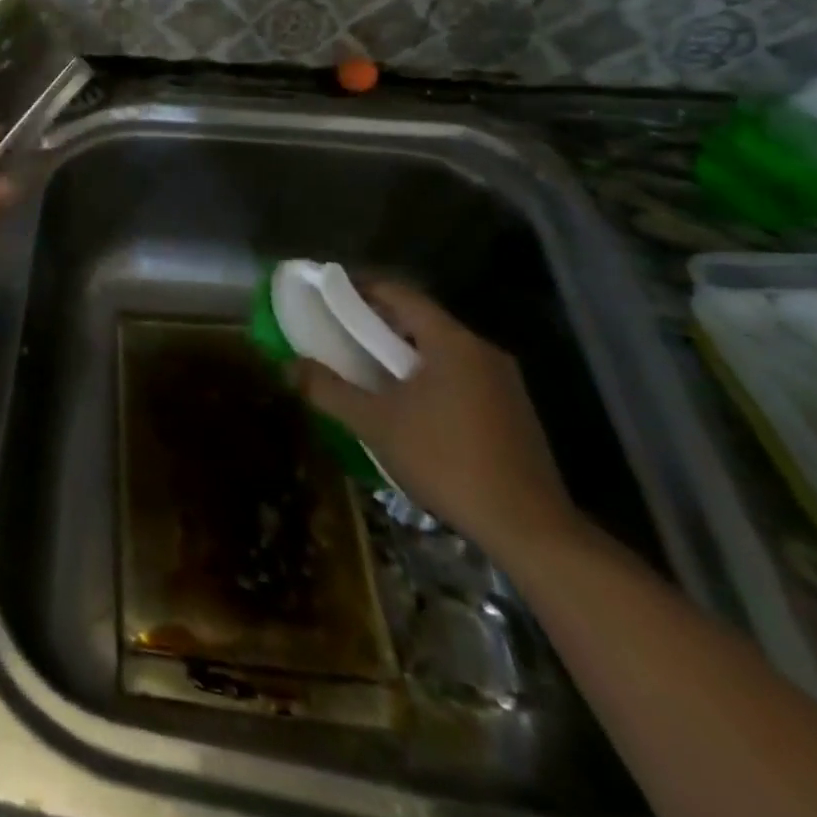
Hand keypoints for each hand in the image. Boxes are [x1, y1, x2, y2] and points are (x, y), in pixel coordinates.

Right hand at [293, 280, 578, 561]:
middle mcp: (482, 350)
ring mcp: (503, 381)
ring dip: (401, 351)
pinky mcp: (513, 410)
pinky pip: (459, 374)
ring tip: (365, 367)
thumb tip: (287, 366)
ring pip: (440, 348)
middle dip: (376, 322)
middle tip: (338, 332)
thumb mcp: (374, 424)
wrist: (529, 529)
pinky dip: (426, 374)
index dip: (359, 288)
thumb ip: (328, 390)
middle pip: (420, 319)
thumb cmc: (445, 461)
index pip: (399, 293)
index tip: (326, 293)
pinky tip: (406, 403)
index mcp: (451, 341)